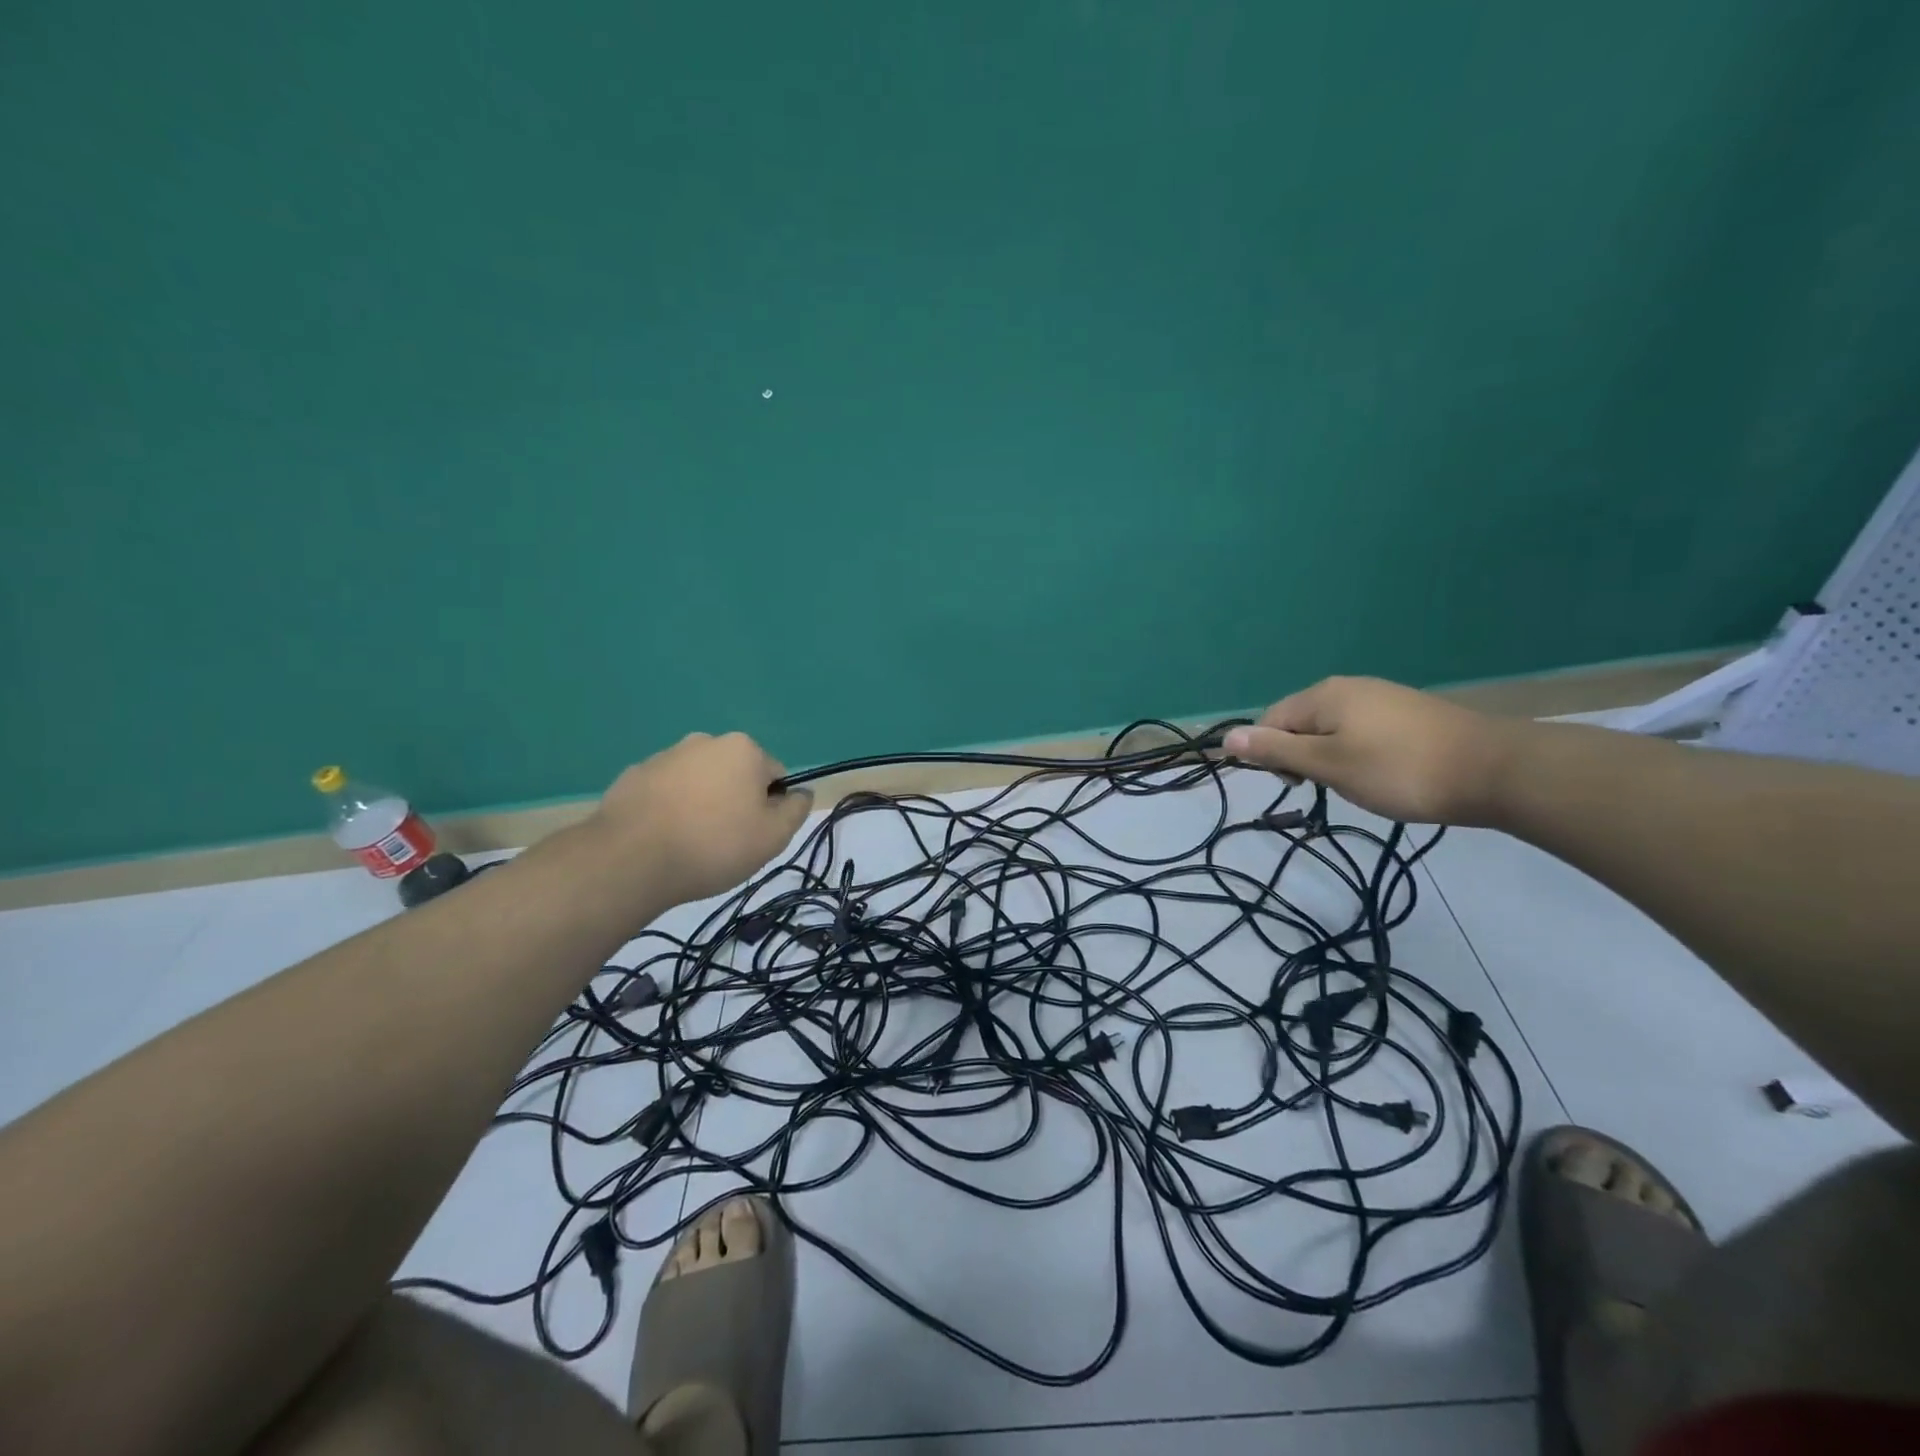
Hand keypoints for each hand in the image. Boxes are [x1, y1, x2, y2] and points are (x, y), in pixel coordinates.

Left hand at [587, 732, 812, 904]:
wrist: (630, 859)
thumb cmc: (714, 845)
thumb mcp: (773, 837)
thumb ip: (796, 810)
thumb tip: (801, 793)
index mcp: (743, 749)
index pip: (775, 775)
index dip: (771, 807)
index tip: (756, 835)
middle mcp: (705, 741)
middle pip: (735, 774)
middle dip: (735, 800)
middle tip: (726, 841)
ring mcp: (664, 755)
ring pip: (699, 781)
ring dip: (702, 803)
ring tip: (691, 843)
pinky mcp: (633, 775)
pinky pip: (665, 791)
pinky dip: (670, 809)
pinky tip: (663, 839)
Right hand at [1222, 677, 1526, 825]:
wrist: (1496, 770)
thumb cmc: (1399, 770)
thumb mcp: (1328, 765)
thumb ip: (1276, 752)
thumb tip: (1226, 738)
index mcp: (1323, 695)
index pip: (1271, 721)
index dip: (1273, 755)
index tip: (1301, 786)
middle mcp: (1349, 687)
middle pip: (1300, 723)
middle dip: (1303, 757)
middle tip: (1330, 788)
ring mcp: (1382, 697)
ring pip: (1333, 729)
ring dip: (1332, 758)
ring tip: (1360, 785)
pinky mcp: (1409, 713)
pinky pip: (1363, 731)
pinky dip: (1360, 754)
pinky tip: (1385, 774)